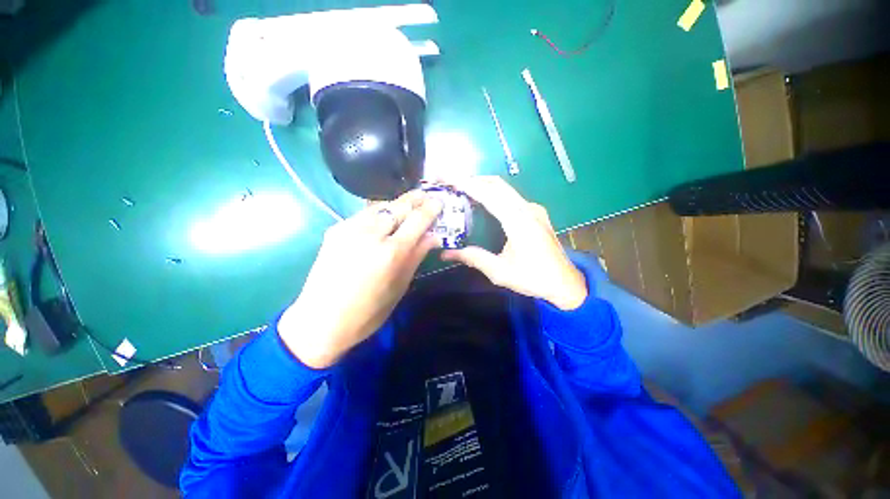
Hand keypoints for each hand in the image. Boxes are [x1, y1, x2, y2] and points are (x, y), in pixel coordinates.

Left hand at [278, 191, 442, 368]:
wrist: (321, 320)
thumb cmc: (368, 312)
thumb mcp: (400, 286)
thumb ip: (417, 256)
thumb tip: (433, 236)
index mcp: (391, 253)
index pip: (417, 220)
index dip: (430, 209)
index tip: (439, 201)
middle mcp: (371, 234)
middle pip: (398, 207)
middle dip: (414, 199)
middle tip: (425, 195)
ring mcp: (349, 229)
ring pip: (380, 206)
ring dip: (396, 204)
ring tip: (407, 205)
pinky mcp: (335, 230)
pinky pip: (363, 215)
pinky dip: (378, 213)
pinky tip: (383, 220)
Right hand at [441, 176, 586, 310]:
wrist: (566, 283)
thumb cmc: (533, 278)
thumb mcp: (500, 272)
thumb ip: (473, 258)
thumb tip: (446, 253)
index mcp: (519, 221)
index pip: (489, 194)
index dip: (467, 184)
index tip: (448, 179)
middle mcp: (528, 209)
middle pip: (497, 184)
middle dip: (472, 179)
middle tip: (451, 183)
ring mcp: (534, 209)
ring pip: (505, 188)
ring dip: (483, 185)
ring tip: (462, 190)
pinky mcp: (536, 213)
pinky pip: (511, 196)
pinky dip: (493, 194)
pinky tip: (483, 202)